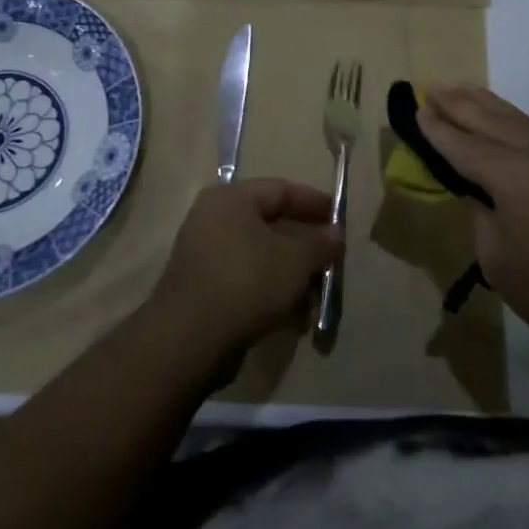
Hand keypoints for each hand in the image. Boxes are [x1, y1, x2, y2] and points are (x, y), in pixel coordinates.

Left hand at [148, 179, 342, 359]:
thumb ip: (320, 243)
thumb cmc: (246, 281)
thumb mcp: (295, 260)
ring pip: (260, 256)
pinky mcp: (202, 288)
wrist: (188, 339)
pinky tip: (293, 316)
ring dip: (290, 274)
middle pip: (270, 224)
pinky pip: (245, 280)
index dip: (314, 203)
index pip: (281, 189)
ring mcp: (205, 254)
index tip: (340, 219)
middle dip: (304, 246)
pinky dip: (270, 292)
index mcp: (231, 198)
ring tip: (315, 296)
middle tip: (331, 261)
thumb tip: (336, 234)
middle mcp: (213, 218)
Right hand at [419, 85, 528, 353]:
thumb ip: (481, 218)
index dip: (437, 129)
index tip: (416, 109)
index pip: (463, 144)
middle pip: (490, 119)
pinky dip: (513, 118)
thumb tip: (478, 195)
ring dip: (487, 103)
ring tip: (463, 90)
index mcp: (510, 174)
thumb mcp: (499, 262)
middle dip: (459, 103)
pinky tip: (505, 120)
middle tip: (432, 87)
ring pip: (517, 119)